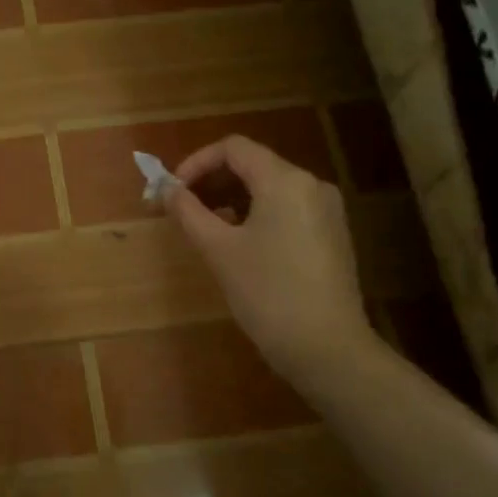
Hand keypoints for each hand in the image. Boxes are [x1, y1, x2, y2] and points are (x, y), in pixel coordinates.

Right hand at [163, 135, 379, 381]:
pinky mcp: (330, 234)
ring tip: (203, 228)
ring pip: (269, 188)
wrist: (326, 348)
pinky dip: (255, 214)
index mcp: (285, 181)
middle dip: (211, 181)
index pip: (233, 148)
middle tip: (179, 209)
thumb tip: (167, 190)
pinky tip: (236, 243)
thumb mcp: (219, 250)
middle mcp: (311, 185)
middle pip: (252, 165)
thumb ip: (189, 212)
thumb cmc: (267, 293)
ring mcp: (326, 210)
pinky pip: (285, 209)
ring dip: (230, 199)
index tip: (172, 191)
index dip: (196, 163)